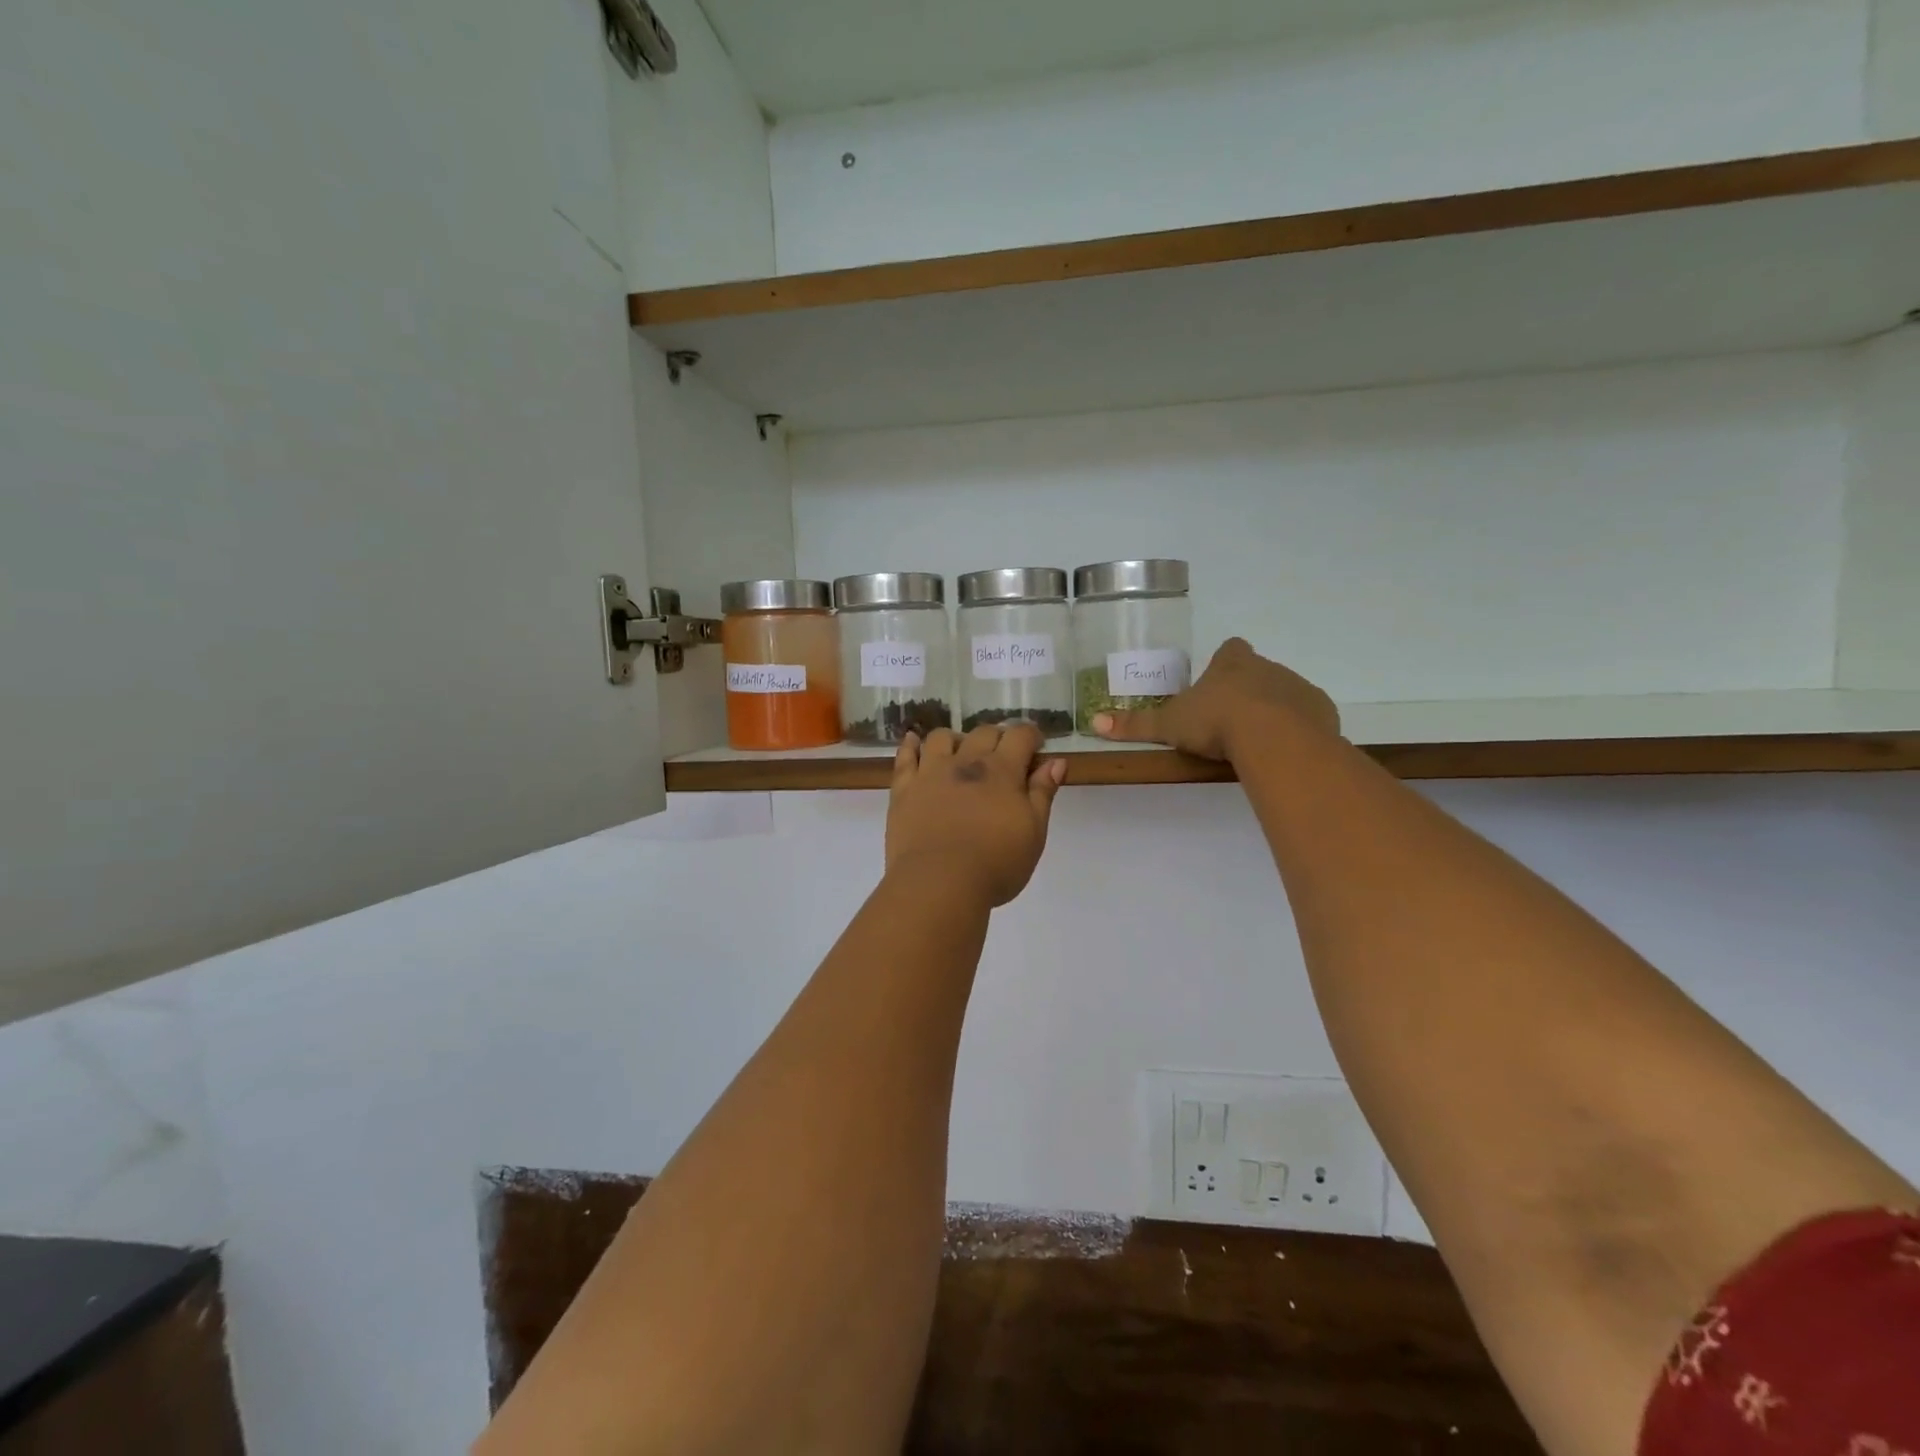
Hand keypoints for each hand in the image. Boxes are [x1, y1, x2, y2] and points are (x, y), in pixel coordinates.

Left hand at [886, 723, 1066, 907]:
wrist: (939, 882)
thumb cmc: (996, 863)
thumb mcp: (1033, 832)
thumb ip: (1043, 793)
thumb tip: (1056, 762)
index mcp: (1002, 771)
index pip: (1020, 736)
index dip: (1031, 736)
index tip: (1036, 747)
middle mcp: (966, 761)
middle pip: (984, 732)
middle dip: (998, 738)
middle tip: (1004, 756)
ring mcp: (931, 773)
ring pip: (942, 737)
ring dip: (956, 739)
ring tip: (961, 753)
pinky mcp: (904, 789)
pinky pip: (905, 757)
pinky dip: (911, 746)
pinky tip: (914, 742)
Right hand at [1089, 638, 1340, 762]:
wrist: (1274, 737)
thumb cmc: (1216, 722)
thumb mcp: (1169, 725)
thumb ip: (1135, 725)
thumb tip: (1094, 722)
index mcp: (1231, 663)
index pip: (1230, 650)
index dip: (1223, 664)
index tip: (1216, 683)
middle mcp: (1267, 668)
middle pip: (1258, 672)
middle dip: (1247, 691)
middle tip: (1230, 722)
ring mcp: (1297, 687)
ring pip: (1284, 694)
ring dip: (1273, 711)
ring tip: (1256, 743)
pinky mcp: (1320, 711)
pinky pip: (1308, 717)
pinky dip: (1297, 730)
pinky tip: (1282, 751)